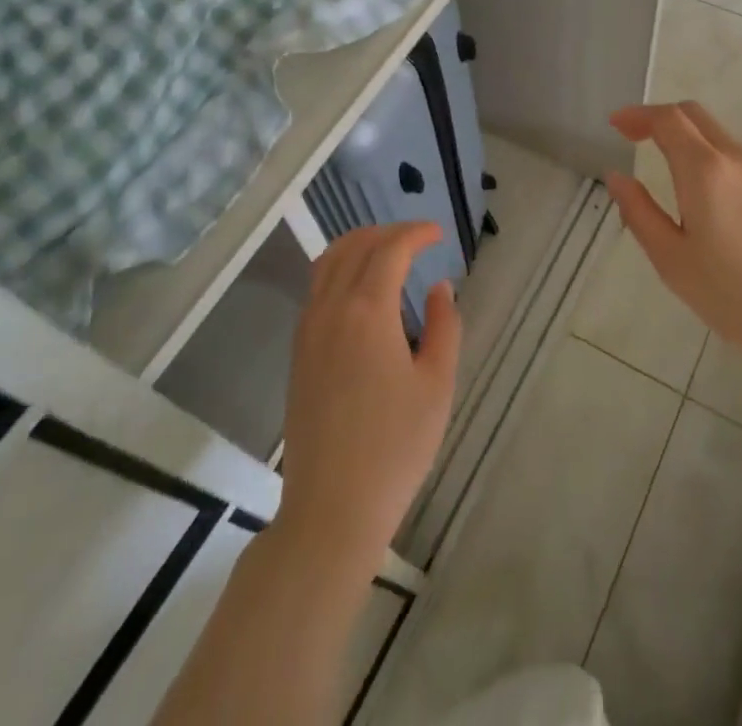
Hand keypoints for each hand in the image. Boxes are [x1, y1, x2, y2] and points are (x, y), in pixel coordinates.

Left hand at [274, 223, 460, 572]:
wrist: (331, 508)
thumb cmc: (395, 447)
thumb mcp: (436, 385)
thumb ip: (444, 327)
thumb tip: (440, 288)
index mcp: (368, 311)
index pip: (390, 249)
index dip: (416, 234)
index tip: (439, 234)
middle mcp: (331, 309)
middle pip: (354, 247)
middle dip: (387, 232)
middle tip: (417, 238)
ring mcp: (308, 330)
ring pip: (328, 263)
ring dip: (358, 246)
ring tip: (388, 252)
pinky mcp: (298, 353)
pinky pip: (316, 289)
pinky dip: (340, 270)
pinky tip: (361, 290)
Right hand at [606, 101, 741, 392]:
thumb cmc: (733, 294)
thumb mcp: (672, 259)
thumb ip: (639, 212)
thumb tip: (616, 177)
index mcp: (705, 170)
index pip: (668, 119)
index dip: (638, 115)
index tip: (615, 125)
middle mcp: (735, 159)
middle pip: (694, 115)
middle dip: (659, 117)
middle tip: (631, 136)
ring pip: (715, 133)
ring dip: (684, 135)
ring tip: (660, 162)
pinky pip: (732, 154)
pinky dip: (705, 152)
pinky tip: (696, 188)